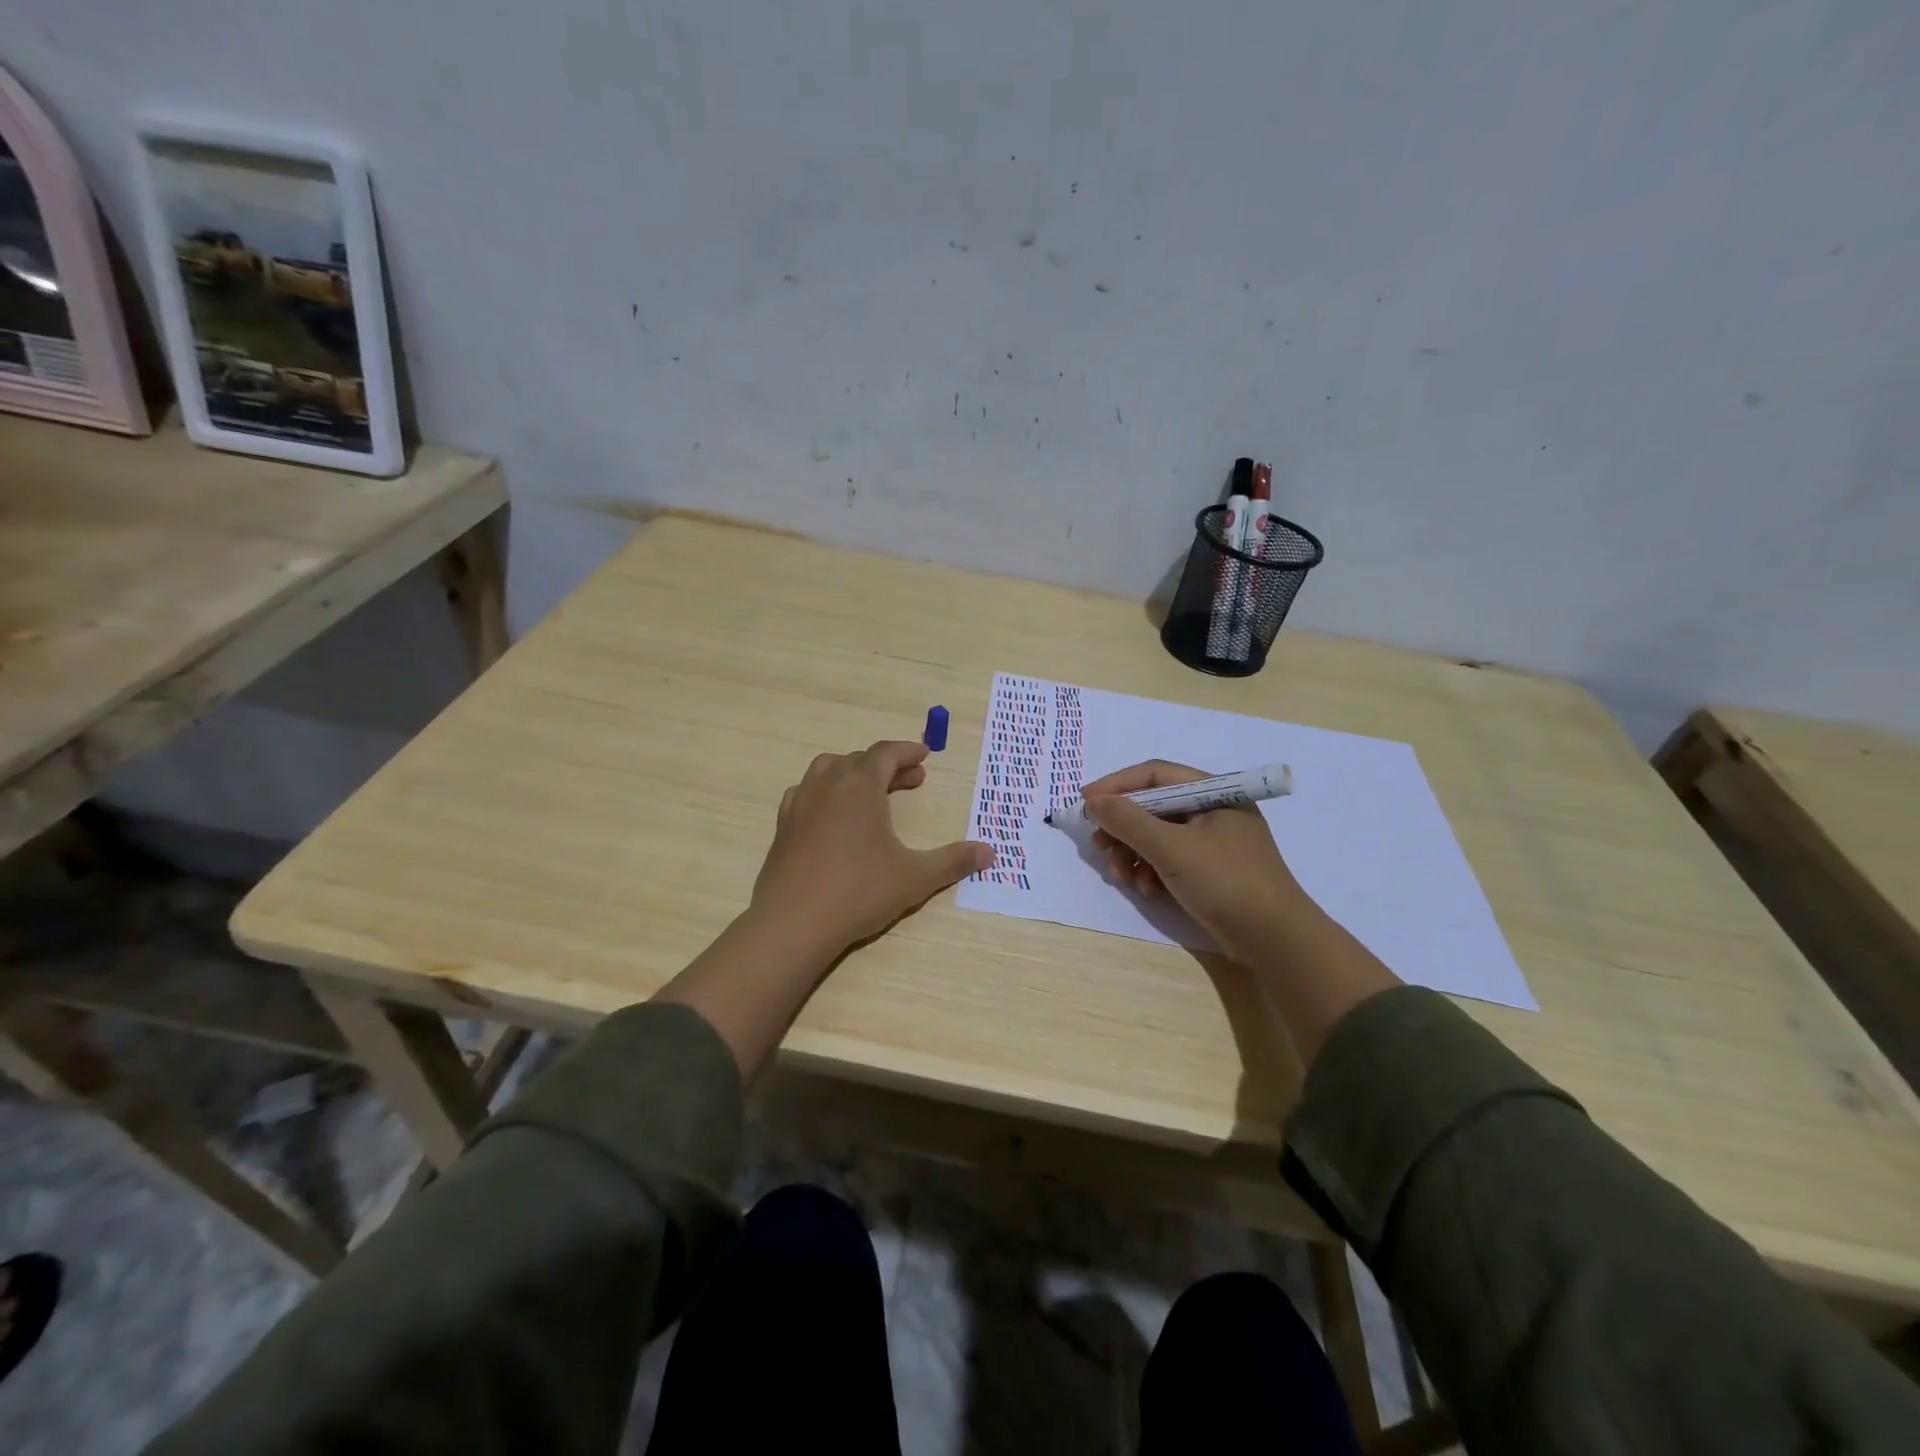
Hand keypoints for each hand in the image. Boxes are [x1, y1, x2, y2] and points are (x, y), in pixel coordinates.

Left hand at [751, 740, 992, 953]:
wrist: (793, 922)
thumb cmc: (859, 891)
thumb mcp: (915, 877)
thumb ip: (953, 861)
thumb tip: (990, 852)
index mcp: (860, 785)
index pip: (886, 753)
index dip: (907, 751)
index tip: (925, 755)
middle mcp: (828, 784)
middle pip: (860, 760)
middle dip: (888, 766)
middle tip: (912, 781)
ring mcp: (800, 803)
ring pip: (828, 771)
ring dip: (854, 774)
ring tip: (872, 793)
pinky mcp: (783, 827)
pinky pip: (806, 794)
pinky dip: (825, 794)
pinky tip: (833, 817)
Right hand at [1083, 760, 1305, 964]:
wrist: (1275, 941)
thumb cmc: (1226, 882)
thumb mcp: (1172, 849)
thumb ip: (1129, 821)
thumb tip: (1093, 802)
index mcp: (1214, 792)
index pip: (1155, 775)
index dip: (1117, 785)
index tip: (1086, 803)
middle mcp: (1213, 810)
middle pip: (1153, 806)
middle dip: (1123, 827)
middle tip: (1099, 846)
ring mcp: (1212, 842)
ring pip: (1157, 835)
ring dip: (1133, 853)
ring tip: (1121, 876)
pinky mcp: (1210, 870)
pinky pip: (1169, 859)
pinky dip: (1151, 870)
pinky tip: (1146, 890)